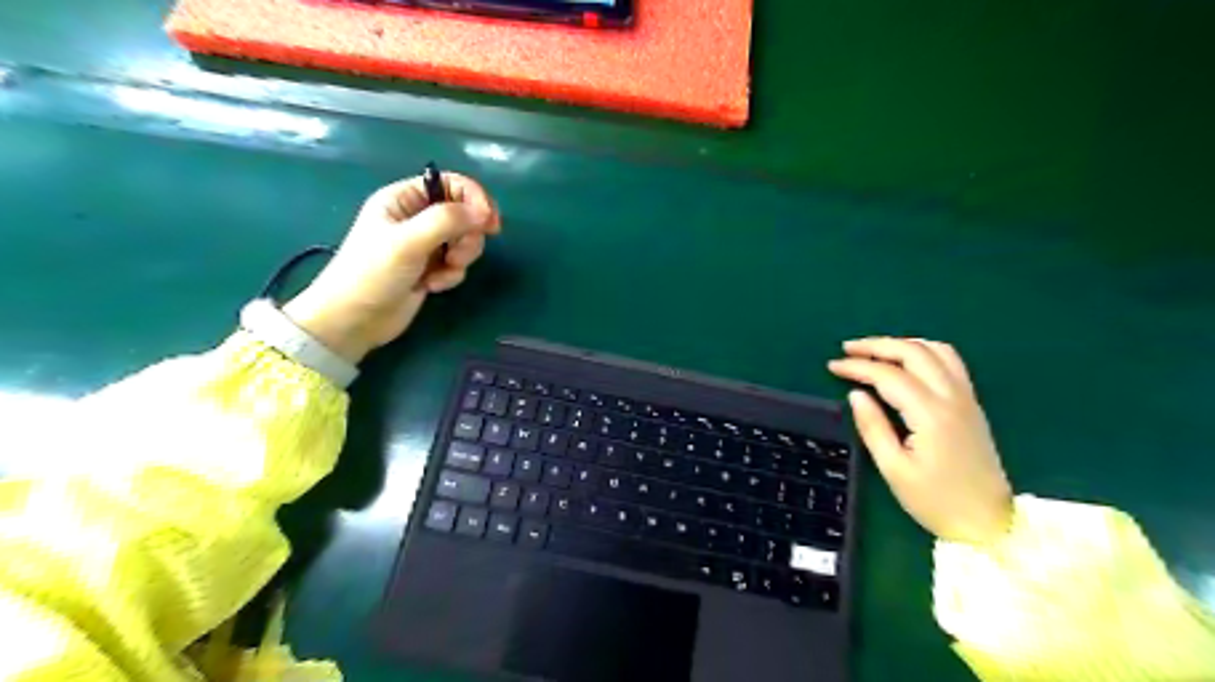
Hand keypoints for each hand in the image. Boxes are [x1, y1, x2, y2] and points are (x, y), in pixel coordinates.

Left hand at [283, 173, 498, 362]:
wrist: (355, 320)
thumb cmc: (373, 274)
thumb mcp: (408, 242)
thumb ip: (446, 221)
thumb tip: (484, 212)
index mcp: (404, 199)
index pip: (451, 184)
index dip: (474, 198)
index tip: (489, 221)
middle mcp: (416, 217)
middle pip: (464, 213)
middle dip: (467, 235)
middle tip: (456, 255)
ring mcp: (425, 244)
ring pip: (464, 240)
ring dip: (461, 258)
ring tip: (442, 273)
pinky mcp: (431, 268)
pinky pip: (457, 264)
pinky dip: (451, 275)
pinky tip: (432, 286)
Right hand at [826, 339, 1018, 546]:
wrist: (988, 522)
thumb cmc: (936, 501)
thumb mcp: (894, 470)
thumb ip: (873, 428)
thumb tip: (856, 394)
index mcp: (930, 415)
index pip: (889, 375)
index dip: (858, 367)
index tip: (833, 366)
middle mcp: (952, 398)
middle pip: (914, 353)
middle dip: (877, 345)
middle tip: (848, 349)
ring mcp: (966, 398)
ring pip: (936, 350)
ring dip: (902, 344)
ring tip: (874, 351)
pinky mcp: (972, 403)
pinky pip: (950, 362)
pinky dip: (924, 351)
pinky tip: (907, 360)